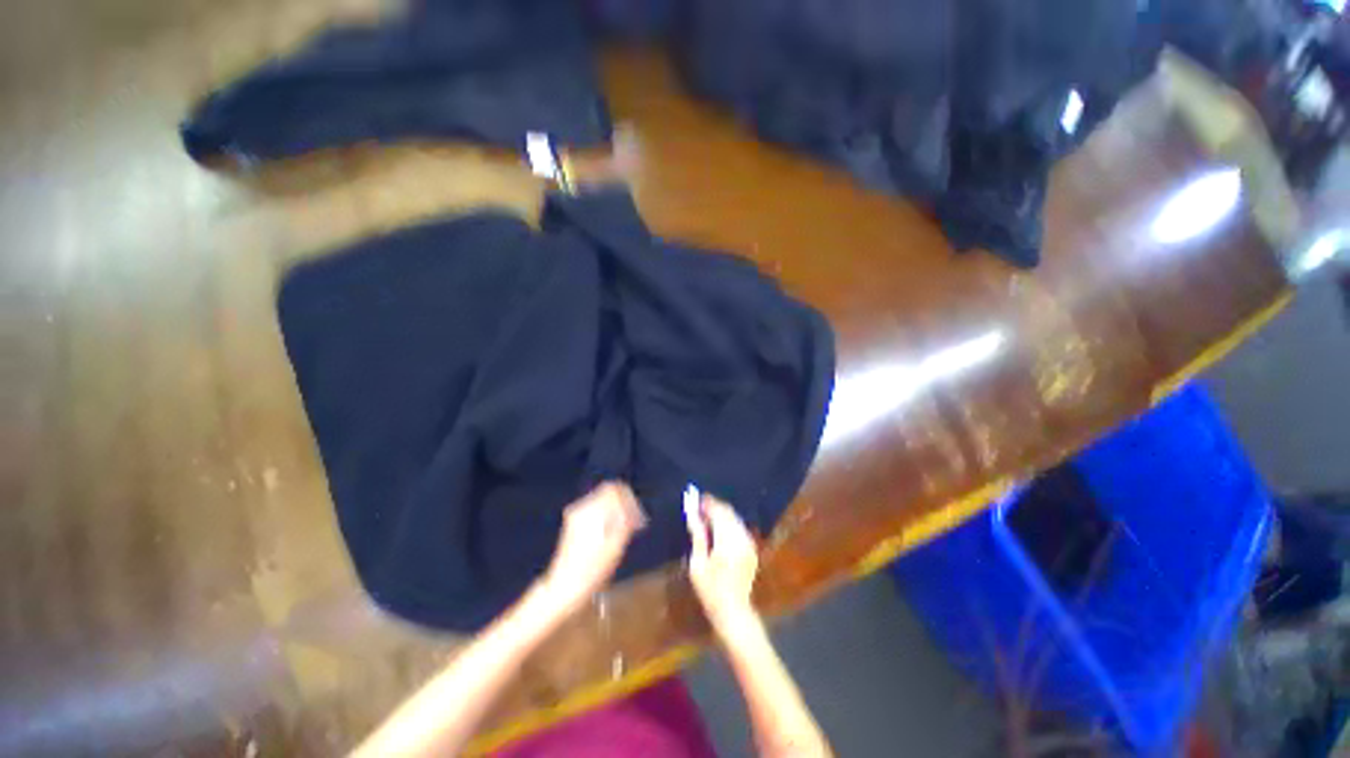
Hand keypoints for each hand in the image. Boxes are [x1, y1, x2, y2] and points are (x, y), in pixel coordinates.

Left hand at [541, 482, 646, 614]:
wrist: (563, 588)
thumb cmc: (592, 569)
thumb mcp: (615, 545)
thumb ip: (625, 519)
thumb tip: (632, 506)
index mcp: (590, 509)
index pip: (614, 489)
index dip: (629, 499)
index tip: (638, 516)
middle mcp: (581, 507)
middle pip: (608, 493)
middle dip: (623, 505)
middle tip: (635, 523)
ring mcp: (575, 515)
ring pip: (603, 502)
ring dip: (616, 512)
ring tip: (626, 531)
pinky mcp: (574, 524)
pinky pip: (596, 511)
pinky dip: (607, 518)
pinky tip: (613, 535)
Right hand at [685, 492, 759, 633]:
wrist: (733, 610)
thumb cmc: (710, 590)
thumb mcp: (698, 564)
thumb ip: (698, 536)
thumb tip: (693, 514)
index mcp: (727, 542)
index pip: (718, 513)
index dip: (707, 503)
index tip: (696, 499)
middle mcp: (741, 539)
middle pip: (728, 513)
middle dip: (714, 506)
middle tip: (700, 506)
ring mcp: (749, 543)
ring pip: (735, 518)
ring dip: (721, 514)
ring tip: (707, 516)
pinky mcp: (751, 548)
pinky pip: (739, 527)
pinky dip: (729, 522)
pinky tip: (719, 528)